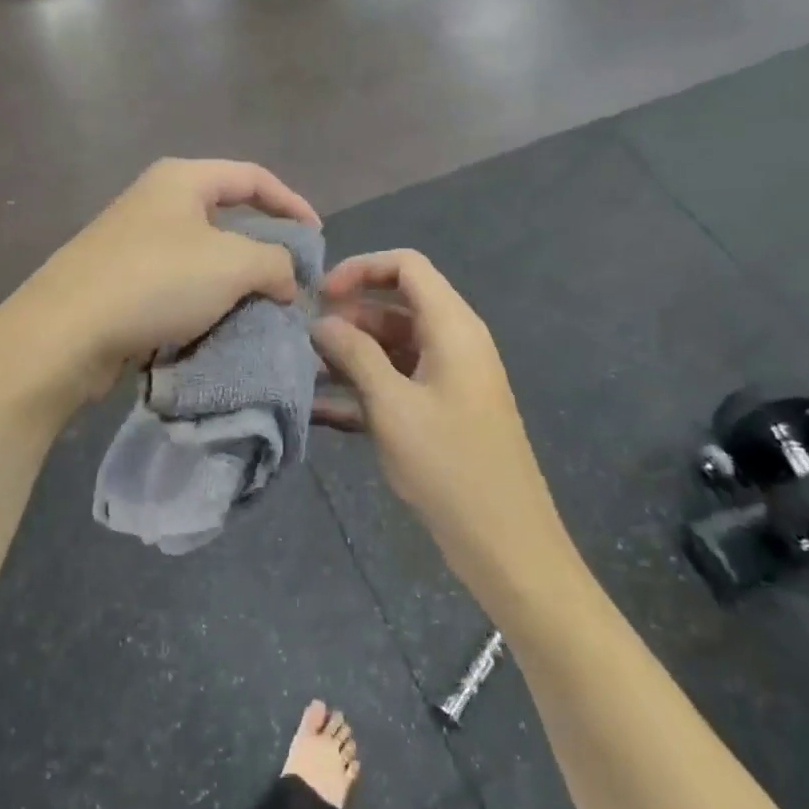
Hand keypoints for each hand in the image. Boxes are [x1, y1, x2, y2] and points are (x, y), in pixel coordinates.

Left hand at [0, 159, 319, 410]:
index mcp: (181, 180)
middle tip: (291, 282)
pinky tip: (219, 330)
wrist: (65, 334)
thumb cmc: (156, 282)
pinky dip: (204, 305)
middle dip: (264, 249)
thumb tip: (287, 280)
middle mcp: (154, 202)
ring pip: (202, 257)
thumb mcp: (233, 264)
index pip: (252, 177)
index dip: (292, 203)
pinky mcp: (119, 284)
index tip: (317, 240)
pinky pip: (177, 288)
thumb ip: (276, 263)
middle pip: (227, 217)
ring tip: (262, 312)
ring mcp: (132, 244)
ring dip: (235, 283)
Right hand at [312, 250, 565, 580]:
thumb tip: (322, 322)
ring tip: (305, 373)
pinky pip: (397, 383)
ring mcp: (447, 379)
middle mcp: (453, 343)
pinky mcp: (440, 411)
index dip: (361, 269)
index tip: (320, 295)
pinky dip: (364, 389)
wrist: (504, 542)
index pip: (406, 267)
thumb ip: (354, 355)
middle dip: (349, 317)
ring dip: (351, 355)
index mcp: (452, 327)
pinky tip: (320, 408)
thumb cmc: (449, 465)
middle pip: (396, 306)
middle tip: (305, 341)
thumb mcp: (392, 406)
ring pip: (392, 347)